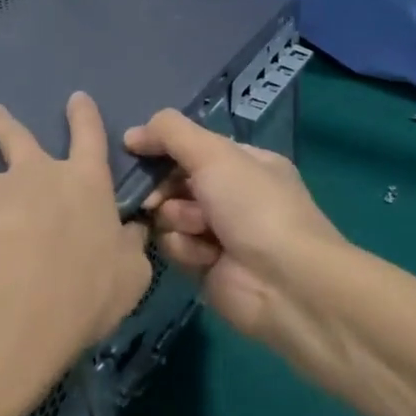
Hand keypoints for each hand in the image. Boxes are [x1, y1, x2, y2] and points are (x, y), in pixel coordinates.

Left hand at [0, 94, 150, 407]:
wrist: (23, 304)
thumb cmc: (87, 288)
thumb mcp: (130, 273)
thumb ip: (130, 248)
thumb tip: (134, 232)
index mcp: (81, 184)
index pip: (89, 140)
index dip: (84, 117)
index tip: (76, 97)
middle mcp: (31, 178)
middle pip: (13, 140)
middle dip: (0, 123)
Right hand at [124, 110, 340, 337]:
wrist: (284, 282)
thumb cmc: (253, 206)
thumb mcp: (214, 154)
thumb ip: (170, 133)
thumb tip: (131, 135)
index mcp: (244, 162)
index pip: (191, 147)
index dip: (163, 148)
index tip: (135, 151)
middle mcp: (232, 194)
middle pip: (174, 181)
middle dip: (165, 188)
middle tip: (157, 198)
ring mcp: (219, 231)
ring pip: (169, 215)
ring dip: (178, 220)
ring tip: (199, 231)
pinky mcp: (206, 265)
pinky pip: (175, 247)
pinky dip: (186, 249)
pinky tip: (205, 257)